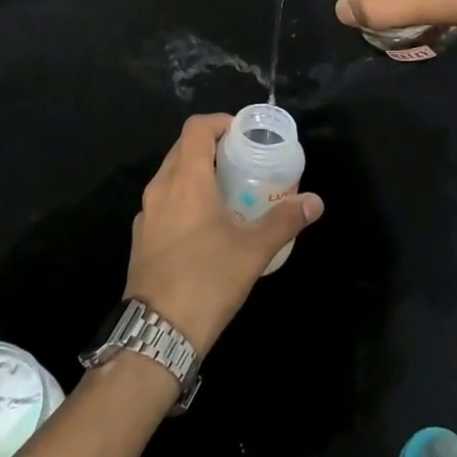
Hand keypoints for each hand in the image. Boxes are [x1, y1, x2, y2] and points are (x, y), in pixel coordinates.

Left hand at [124, 114, 323, 354]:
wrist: (157, 334)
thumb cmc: (207, 281)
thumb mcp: (253, 250)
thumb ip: (285, 220)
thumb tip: (315, 201)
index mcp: (186, 180)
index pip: (196, 128)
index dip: (220, 122)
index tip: (243, 134)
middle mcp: (160, 188)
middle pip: (183, 148)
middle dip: (212, 146)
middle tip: (243, 161)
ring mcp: (146, 213)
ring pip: (171, 175)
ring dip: (197, 172)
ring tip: (228, 190)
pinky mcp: (141, 236)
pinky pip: (164, 201)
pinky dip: (184, 197)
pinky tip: (206, 224)